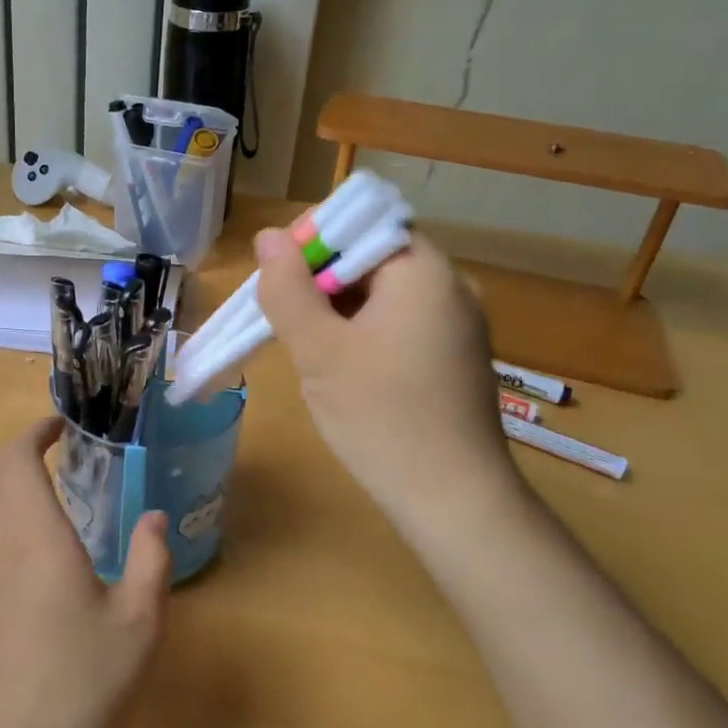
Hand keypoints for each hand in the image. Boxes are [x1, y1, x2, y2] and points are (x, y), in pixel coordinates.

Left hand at [0, 419, 170, 727]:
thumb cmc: (79, 689)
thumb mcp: (138, 626)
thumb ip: (151, 562)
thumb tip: (154, 518)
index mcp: (35, 537)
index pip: (16, 460)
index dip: (34, 432)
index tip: (62, 424)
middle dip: (18, 449)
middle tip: (59, 448)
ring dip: (7, 480)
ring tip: (51, 487)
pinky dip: (3, 514)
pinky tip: (40, 546)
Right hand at [255, 228, 520, 523]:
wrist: (456, 503)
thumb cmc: (382, 418)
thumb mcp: (320, 351)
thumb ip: (288, 289)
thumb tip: (269, 237)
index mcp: (423, 271)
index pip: (362, 224)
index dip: (313, 241)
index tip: (277, 277)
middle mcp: (451, 287)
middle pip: (372, 258)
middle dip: (320, 280)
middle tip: (283, 318)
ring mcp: (458, 325)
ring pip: (383, 294)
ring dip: (338, 310)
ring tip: (308, 349)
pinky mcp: (455, 358)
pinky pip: (401, 324)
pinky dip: (364, 333)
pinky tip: (343, 370)